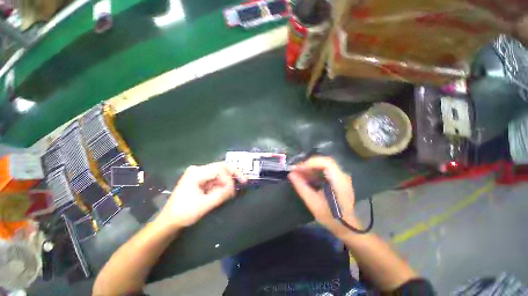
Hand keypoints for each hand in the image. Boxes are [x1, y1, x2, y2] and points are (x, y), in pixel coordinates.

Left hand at [156, 162, 245, 229]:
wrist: (171, 220)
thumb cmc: (185, 212)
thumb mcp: (205, 205)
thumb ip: (220, 194)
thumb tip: (234, 187)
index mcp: (196, 173)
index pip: (220, 168)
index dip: (231, 177)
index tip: (236, 191)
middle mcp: (196, 171)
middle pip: (219, 168)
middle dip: (232, 176)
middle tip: (244, 184)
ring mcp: (196, 176)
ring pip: (217, 175)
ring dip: (226, 183)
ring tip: (232, 193)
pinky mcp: (197, 183)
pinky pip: (212, 181)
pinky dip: (220, 186)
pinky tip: (224, 194)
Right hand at [288, 156, 359, 235]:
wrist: (346, 226)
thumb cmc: (330, 217)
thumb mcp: (313, 203)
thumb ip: (302, 187)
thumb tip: (291, 174)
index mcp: (339, 180)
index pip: (326, 162)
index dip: (310, 163)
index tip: (297, 169)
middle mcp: (344, 176)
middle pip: (326, 163)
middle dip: (310, 165)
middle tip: (296, 171)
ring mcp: (344, 179)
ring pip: (327, 167)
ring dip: (313, 169)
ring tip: (300, 175)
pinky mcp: (342, 183)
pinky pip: (329, 173)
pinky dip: (318, 174)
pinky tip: (309, 180)